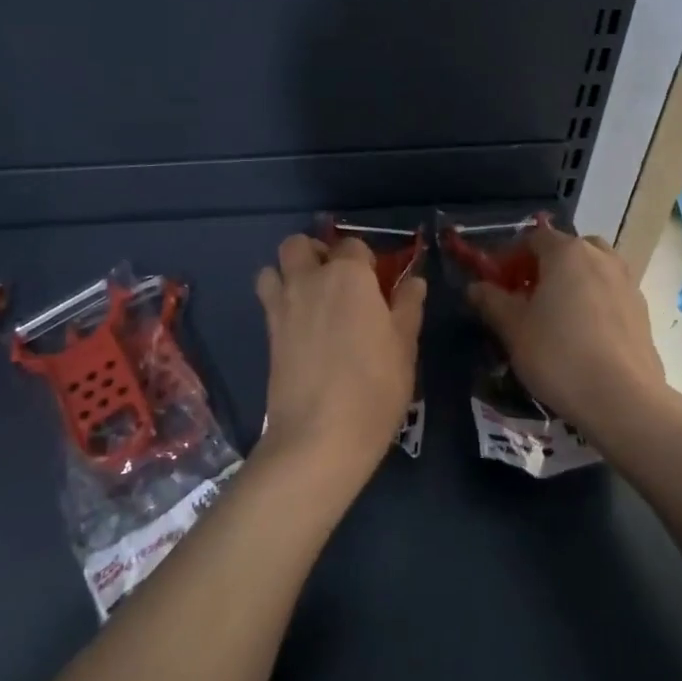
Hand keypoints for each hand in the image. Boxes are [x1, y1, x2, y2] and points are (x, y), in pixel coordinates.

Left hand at [254, 234, 425, 500]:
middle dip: (315, 252)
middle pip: (299, 244)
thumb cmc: (374, 388)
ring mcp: (283, 305)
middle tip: (336, 280)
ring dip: (289, 272)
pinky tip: (301, 325)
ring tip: (311, 298)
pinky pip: (268, 299)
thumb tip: (414, 281)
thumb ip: (407, 307)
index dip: (365, 260)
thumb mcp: (404, 346)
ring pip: (274, 267)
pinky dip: (279, 300)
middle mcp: (310, 280)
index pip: (353, 245)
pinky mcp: (267, 333)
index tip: (376, 284)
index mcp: (348, 275)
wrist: (319, 435)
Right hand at [466, 224, 666, 443]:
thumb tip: (476, 287)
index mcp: (567, 252)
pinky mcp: (642, 311)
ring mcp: (627, 282)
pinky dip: (593, 302)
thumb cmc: (559, 355)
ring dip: (572, 283)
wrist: (623, 399)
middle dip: (544, 267)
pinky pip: (609, 293)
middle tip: (527, 297)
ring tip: (556, 316)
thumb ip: (492, 301)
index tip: (497, 284)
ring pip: (592, 270)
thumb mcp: (513, 328)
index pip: (533, 238)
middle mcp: (601, 257)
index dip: (510, 258)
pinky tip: (582, 335)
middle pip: (567, 249)